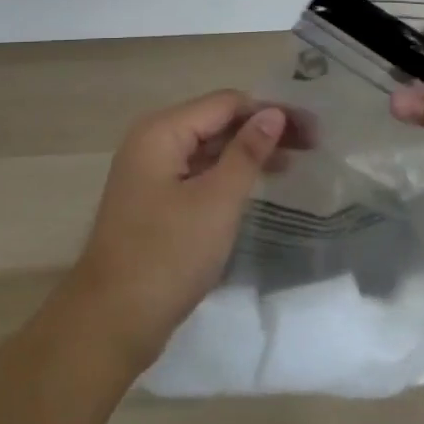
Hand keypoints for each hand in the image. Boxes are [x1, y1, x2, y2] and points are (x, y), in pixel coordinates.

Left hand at [63, 91, 284, 371]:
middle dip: (261, 130)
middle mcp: (152, 141)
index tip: (312, 130)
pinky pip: (197, 173)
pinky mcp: (154, 201)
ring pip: (207, 148)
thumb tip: (273, 113)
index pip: (225, 103)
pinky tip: (255, 186)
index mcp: (161, 131)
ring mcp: (150, 172)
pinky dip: (227, 175)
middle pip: (215, 121)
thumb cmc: (168, 255)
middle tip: (311, 146)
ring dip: (247, 152)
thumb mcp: (216, 201)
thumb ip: (246, 153)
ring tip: (293, 163)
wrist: (112, 320)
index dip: (269, 111)